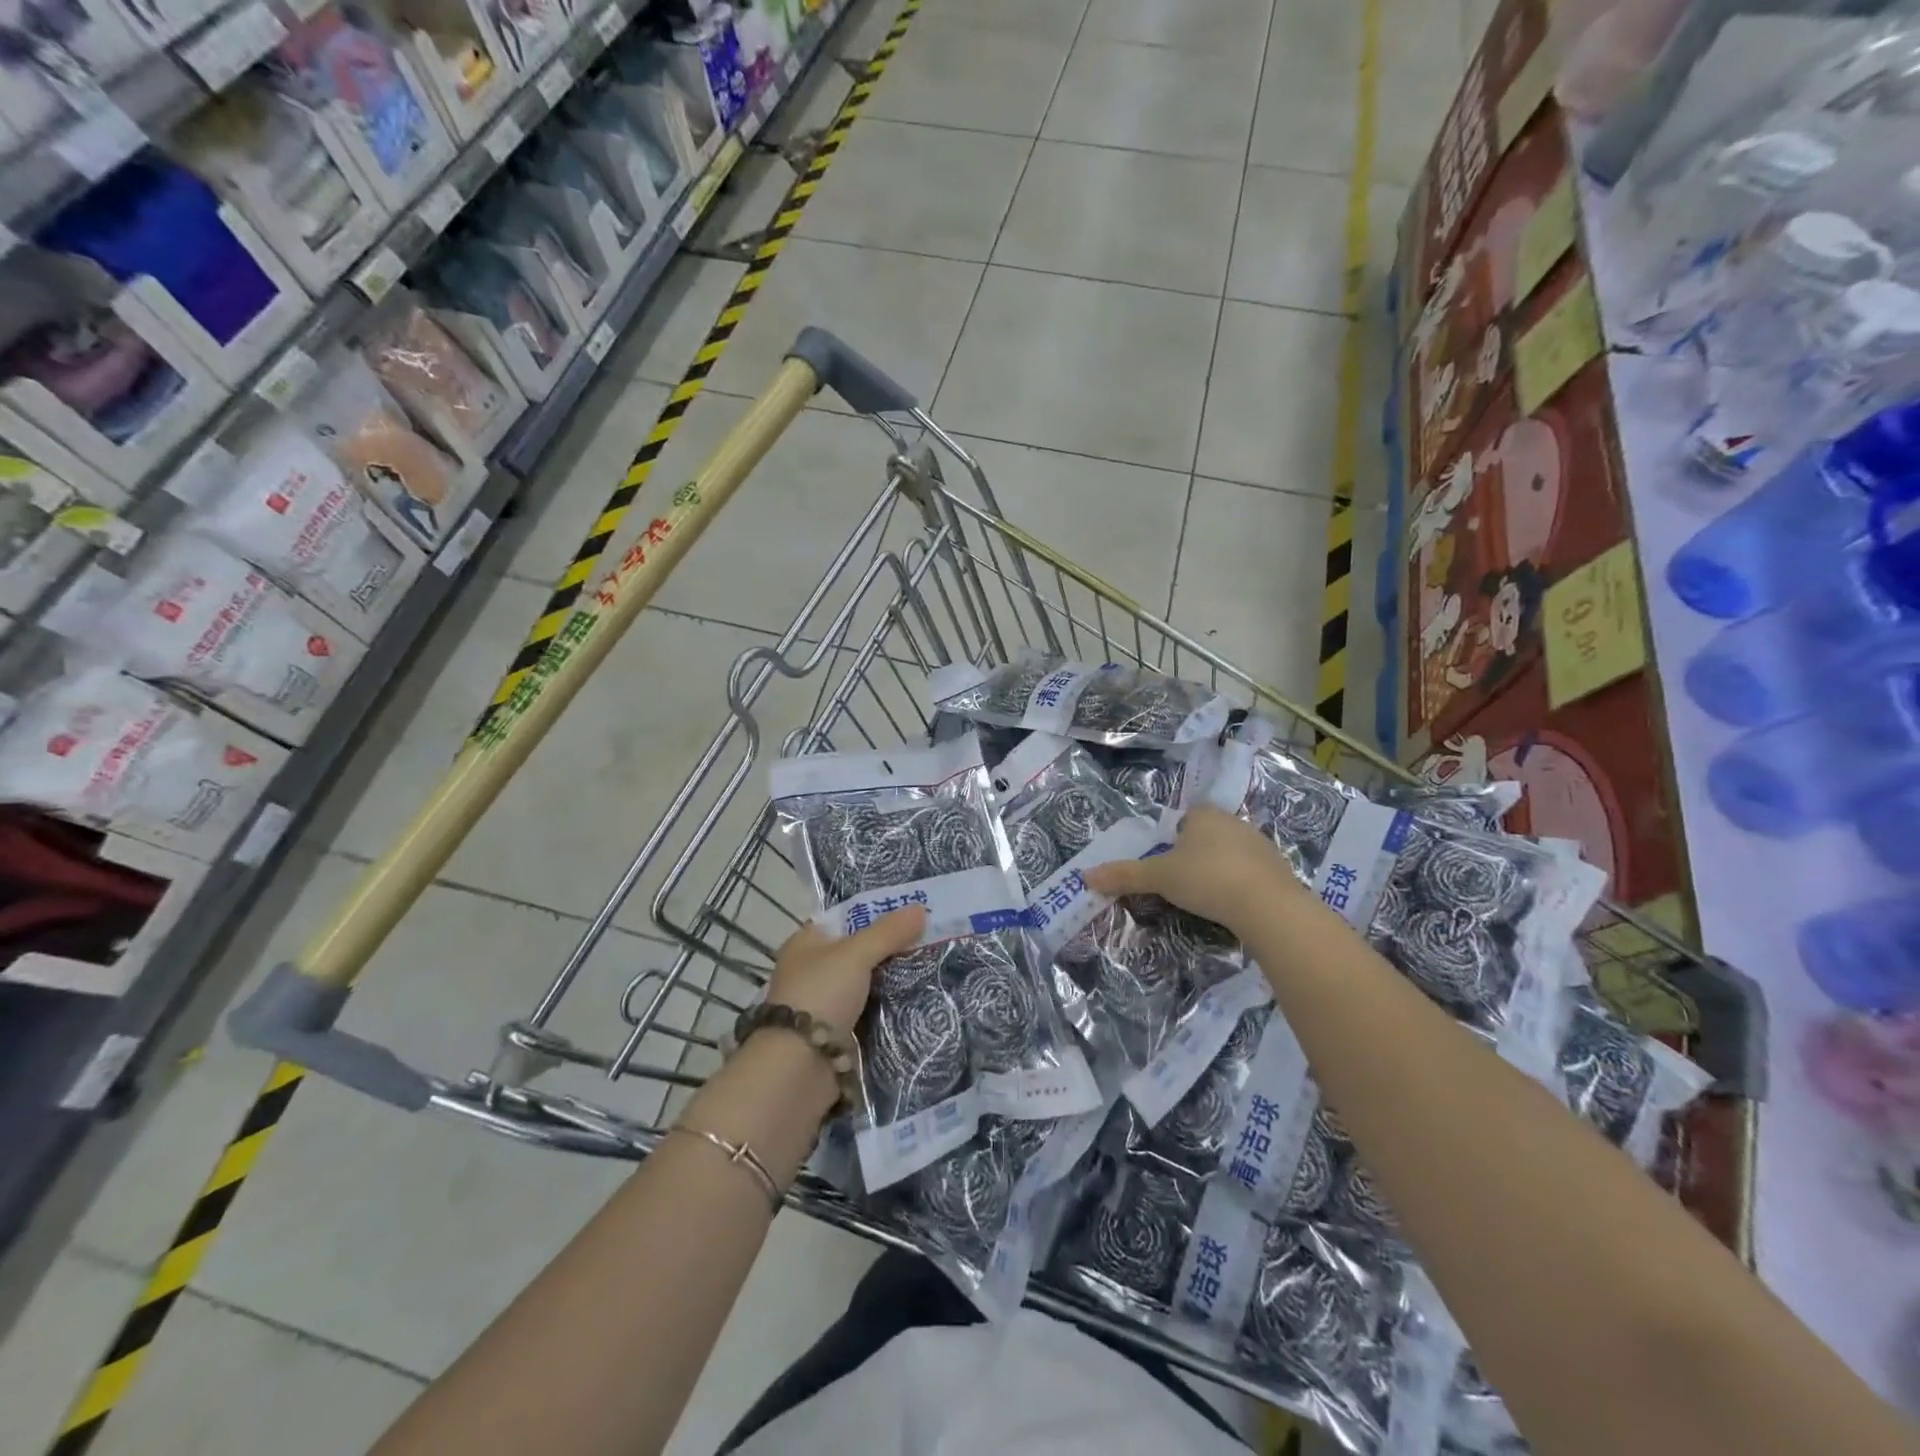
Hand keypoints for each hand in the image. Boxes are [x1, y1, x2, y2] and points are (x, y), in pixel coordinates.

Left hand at [765, 906, 927, 1031]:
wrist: (800, 1066)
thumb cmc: (821, 995)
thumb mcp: (856, 954)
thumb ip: (888, 932)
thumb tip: (921, 908)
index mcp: (806, 943)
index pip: (844, 919)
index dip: (875, 914)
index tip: (910, 914)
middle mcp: (812, 970)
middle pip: (858, 952)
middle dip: (889, 949)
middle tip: (929, 942)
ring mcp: (824, 1004)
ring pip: (866, 984)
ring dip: (891, 982)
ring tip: (930, 969)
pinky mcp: (837, 1034)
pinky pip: (868, 1013)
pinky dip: (887, 1009)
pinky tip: (916, 1002)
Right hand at [1084, 805, 1302, 936]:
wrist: (1267, 905)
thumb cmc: (1206, 879)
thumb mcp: (1159, 878)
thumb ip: (1125, 875)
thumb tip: (1085, 876)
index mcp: (1204, 815)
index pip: (1186, 818)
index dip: (1175, 838)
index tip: (1168, 862)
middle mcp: (1234, 822)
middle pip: (1208, 835)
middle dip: (1196, 854)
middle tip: (1183, 882)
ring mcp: (1261, 845)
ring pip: (1231, 854)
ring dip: (1220, 870)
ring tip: (1209, 898)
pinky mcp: (1279, 870)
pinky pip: (1252, 873)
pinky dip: (1242, 886)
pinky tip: (1234, 906)